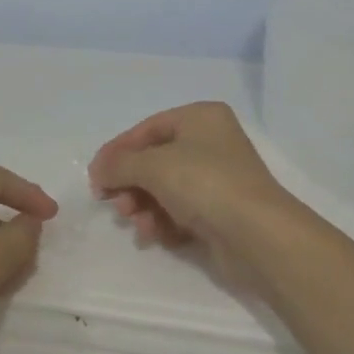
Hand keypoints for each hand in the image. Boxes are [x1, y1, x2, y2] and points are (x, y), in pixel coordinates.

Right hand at [88, 102, 296, 261]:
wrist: (258, 235)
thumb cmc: (204, 184)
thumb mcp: (153, 165)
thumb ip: (119, 164)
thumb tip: (99, 170)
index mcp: (200, 118)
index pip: (147, 129)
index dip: (118, 151)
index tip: (95, 177)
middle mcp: (211, 143)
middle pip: (155, 161)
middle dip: (131, 184)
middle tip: (115, 205)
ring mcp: (218, 179)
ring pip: (165, 189)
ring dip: (144, 207)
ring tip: (138, 224)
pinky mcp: (221, 213)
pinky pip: (181, 212)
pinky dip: (164, 222)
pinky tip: (156, 236)